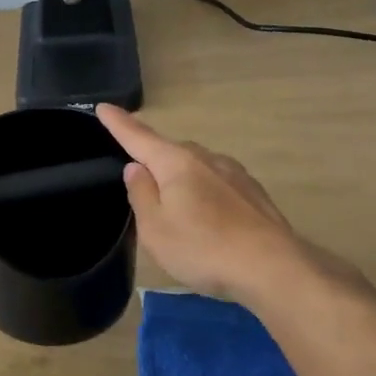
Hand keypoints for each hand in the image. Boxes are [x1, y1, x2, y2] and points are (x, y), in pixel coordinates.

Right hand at [97, 104, 323, 301]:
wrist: (273, 268)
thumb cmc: (203, 248)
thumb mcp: (155, 228)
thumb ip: (142, 195)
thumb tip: (136, 168)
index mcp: (176, 163)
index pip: (139, 137)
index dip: (119, 124)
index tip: (103, 107)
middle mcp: (206, 159)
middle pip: (170, 152)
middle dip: (154, 160)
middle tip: (141, 185)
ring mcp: (234, 174)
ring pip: (196, 168)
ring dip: (181, 180)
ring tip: (176, 211)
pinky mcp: (253, 193)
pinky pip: (217, 183)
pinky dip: (204, 193)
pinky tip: (208, 220)